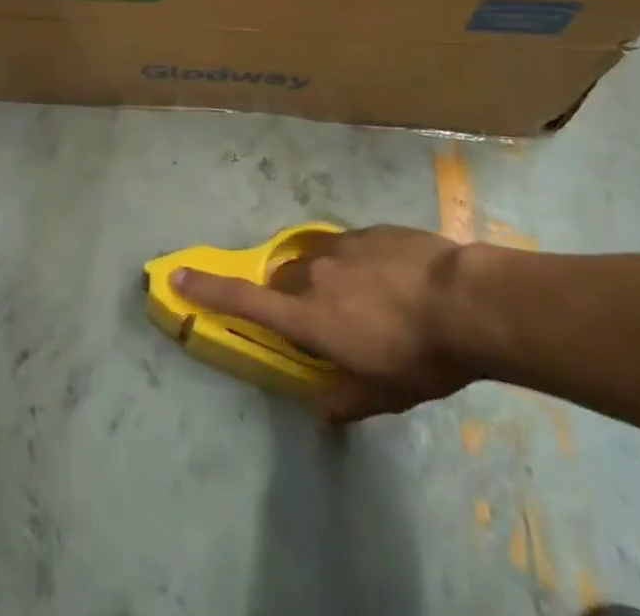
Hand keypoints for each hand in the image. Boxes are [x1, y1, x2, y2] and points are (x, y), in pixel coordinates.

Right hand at [173, 225, 476, 420]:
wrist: (464, 300)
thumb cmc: (418, 355)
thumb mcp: (383, 392)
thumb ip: (345, 399)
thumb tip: (321, 408)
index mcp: (308, 316)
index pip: (245, 301)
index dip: (207, 289)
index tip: (176, 274)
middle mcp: (314, 275)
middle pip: (283, 281)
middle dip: (290, 298)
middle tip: (322, 320)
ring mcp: (341, 247)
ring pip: (314, 261)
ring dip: (325, 280)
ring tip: (364, 300)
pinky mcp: (367, 231)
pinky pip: (347, 248)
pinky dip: (356, 265)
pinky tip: (390, 281)